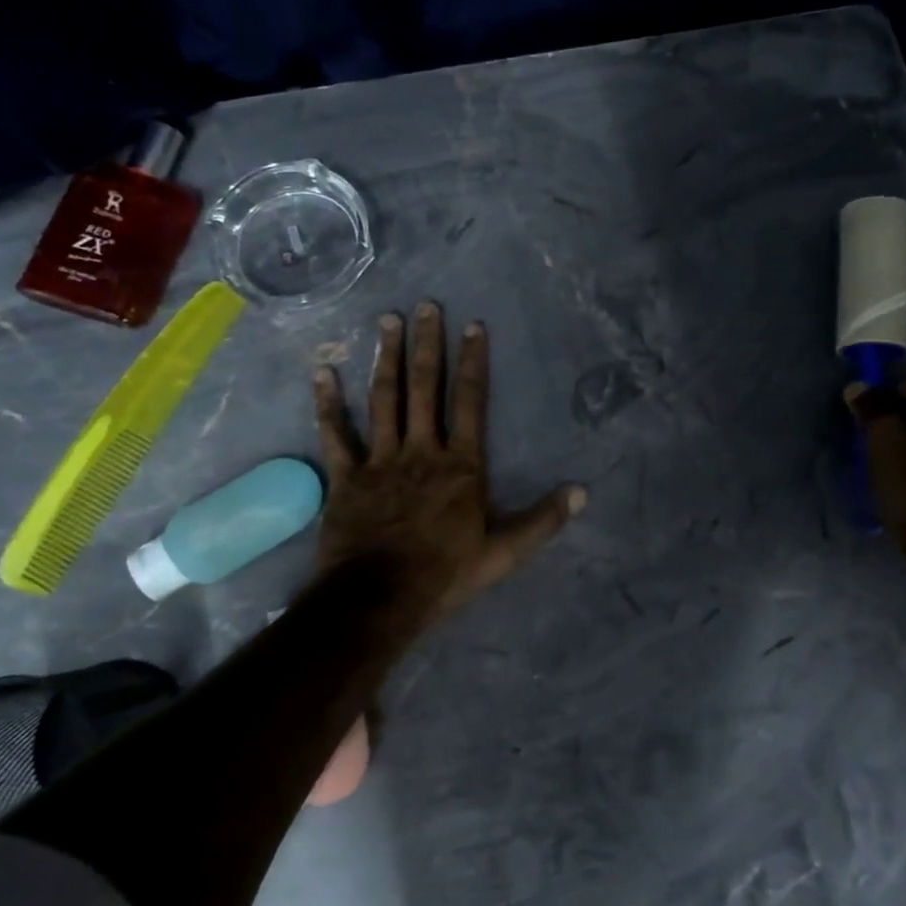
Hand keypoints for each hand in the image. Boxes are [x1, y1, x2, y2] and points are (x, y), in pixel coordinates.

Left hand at [313, 301, 586, 623]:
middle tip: (426, 305)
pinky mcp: (346, 477)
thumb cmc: (444, 574)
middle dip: (427, 344)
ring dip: (386, 358)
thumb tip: (581, 493)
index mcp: (460, 465)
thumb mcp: (504, 553)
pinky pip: (335, 435)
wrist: (379, 599)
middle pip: (424, 388)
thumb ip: (542, 521)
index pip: (470, 402)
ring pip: (383, 399)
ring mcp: (380, 460)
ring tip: (387, 320)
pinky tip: (323, 372)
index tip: (473, 326)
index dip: (473, 362)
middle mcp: (421, 450)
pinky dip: (328, 404)